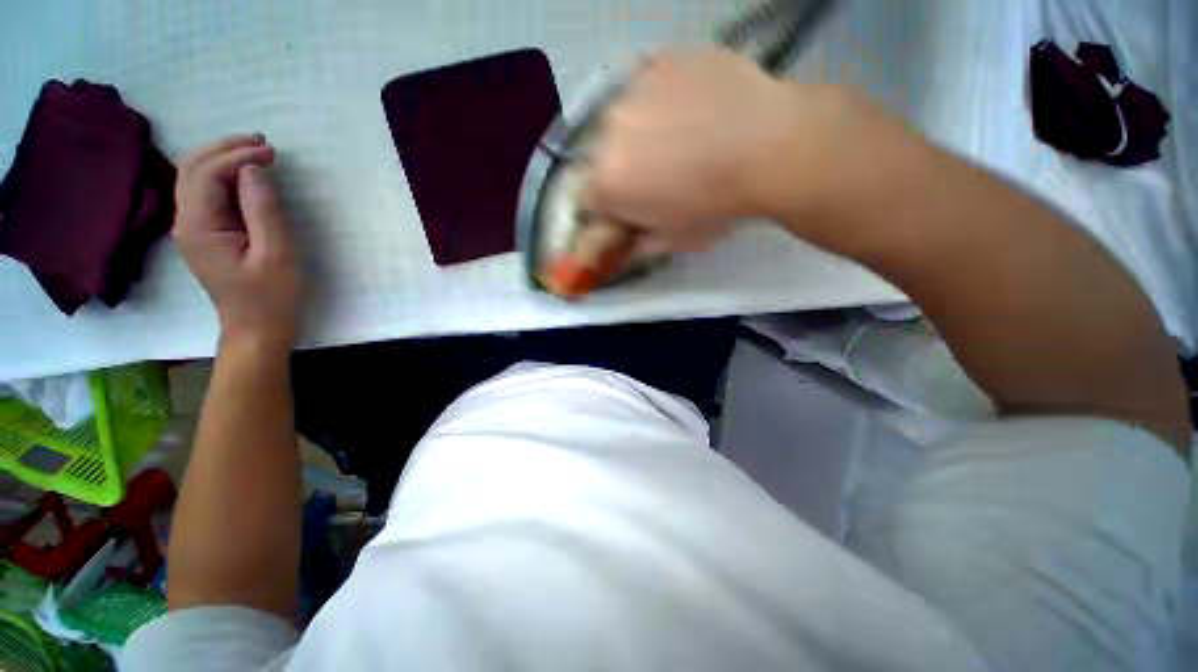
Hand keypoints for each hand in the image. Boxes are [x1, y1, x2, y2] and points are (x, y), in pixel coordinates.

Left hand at [173, 135, 301, 349]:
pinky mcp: (205, 234)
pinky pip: (206, 194)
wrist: (257, 329)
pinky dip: (224, 176)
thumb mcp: (276, 254)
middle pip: (192, 169)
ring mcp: (192, 228)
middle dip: (225, 148)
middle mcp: (186, 222)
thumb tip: (254, 170)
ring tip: (257, 152)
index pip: (206, 174)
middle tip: (263, 143)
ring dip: (223, 158)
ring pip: (195, 178)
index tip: (272, 153)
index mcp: (198, 227)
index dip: (236, 156)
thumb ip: (263, 210)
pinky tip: (246, 175)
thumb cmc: (272, 296)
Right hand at [585, 49, 869, 254]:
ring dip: (635, 136)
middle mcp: (607, 133)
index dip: (606, 208)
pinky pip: (645, 90)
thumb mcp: (672, 241)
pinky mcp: (659, 61)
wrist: (770, 146)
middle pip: (599, 159)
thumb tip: (620, 249)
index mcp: (607, 183)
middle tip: (656, 176)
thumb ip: (635, 247)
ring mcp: (632, 90)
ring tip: (677, 140)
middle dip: (618, 172)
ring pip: (619, 123)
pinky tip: (689, 112)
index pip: (586, 201)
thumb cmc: (715, 205)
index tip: (627, 209)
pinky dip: (657, 105)